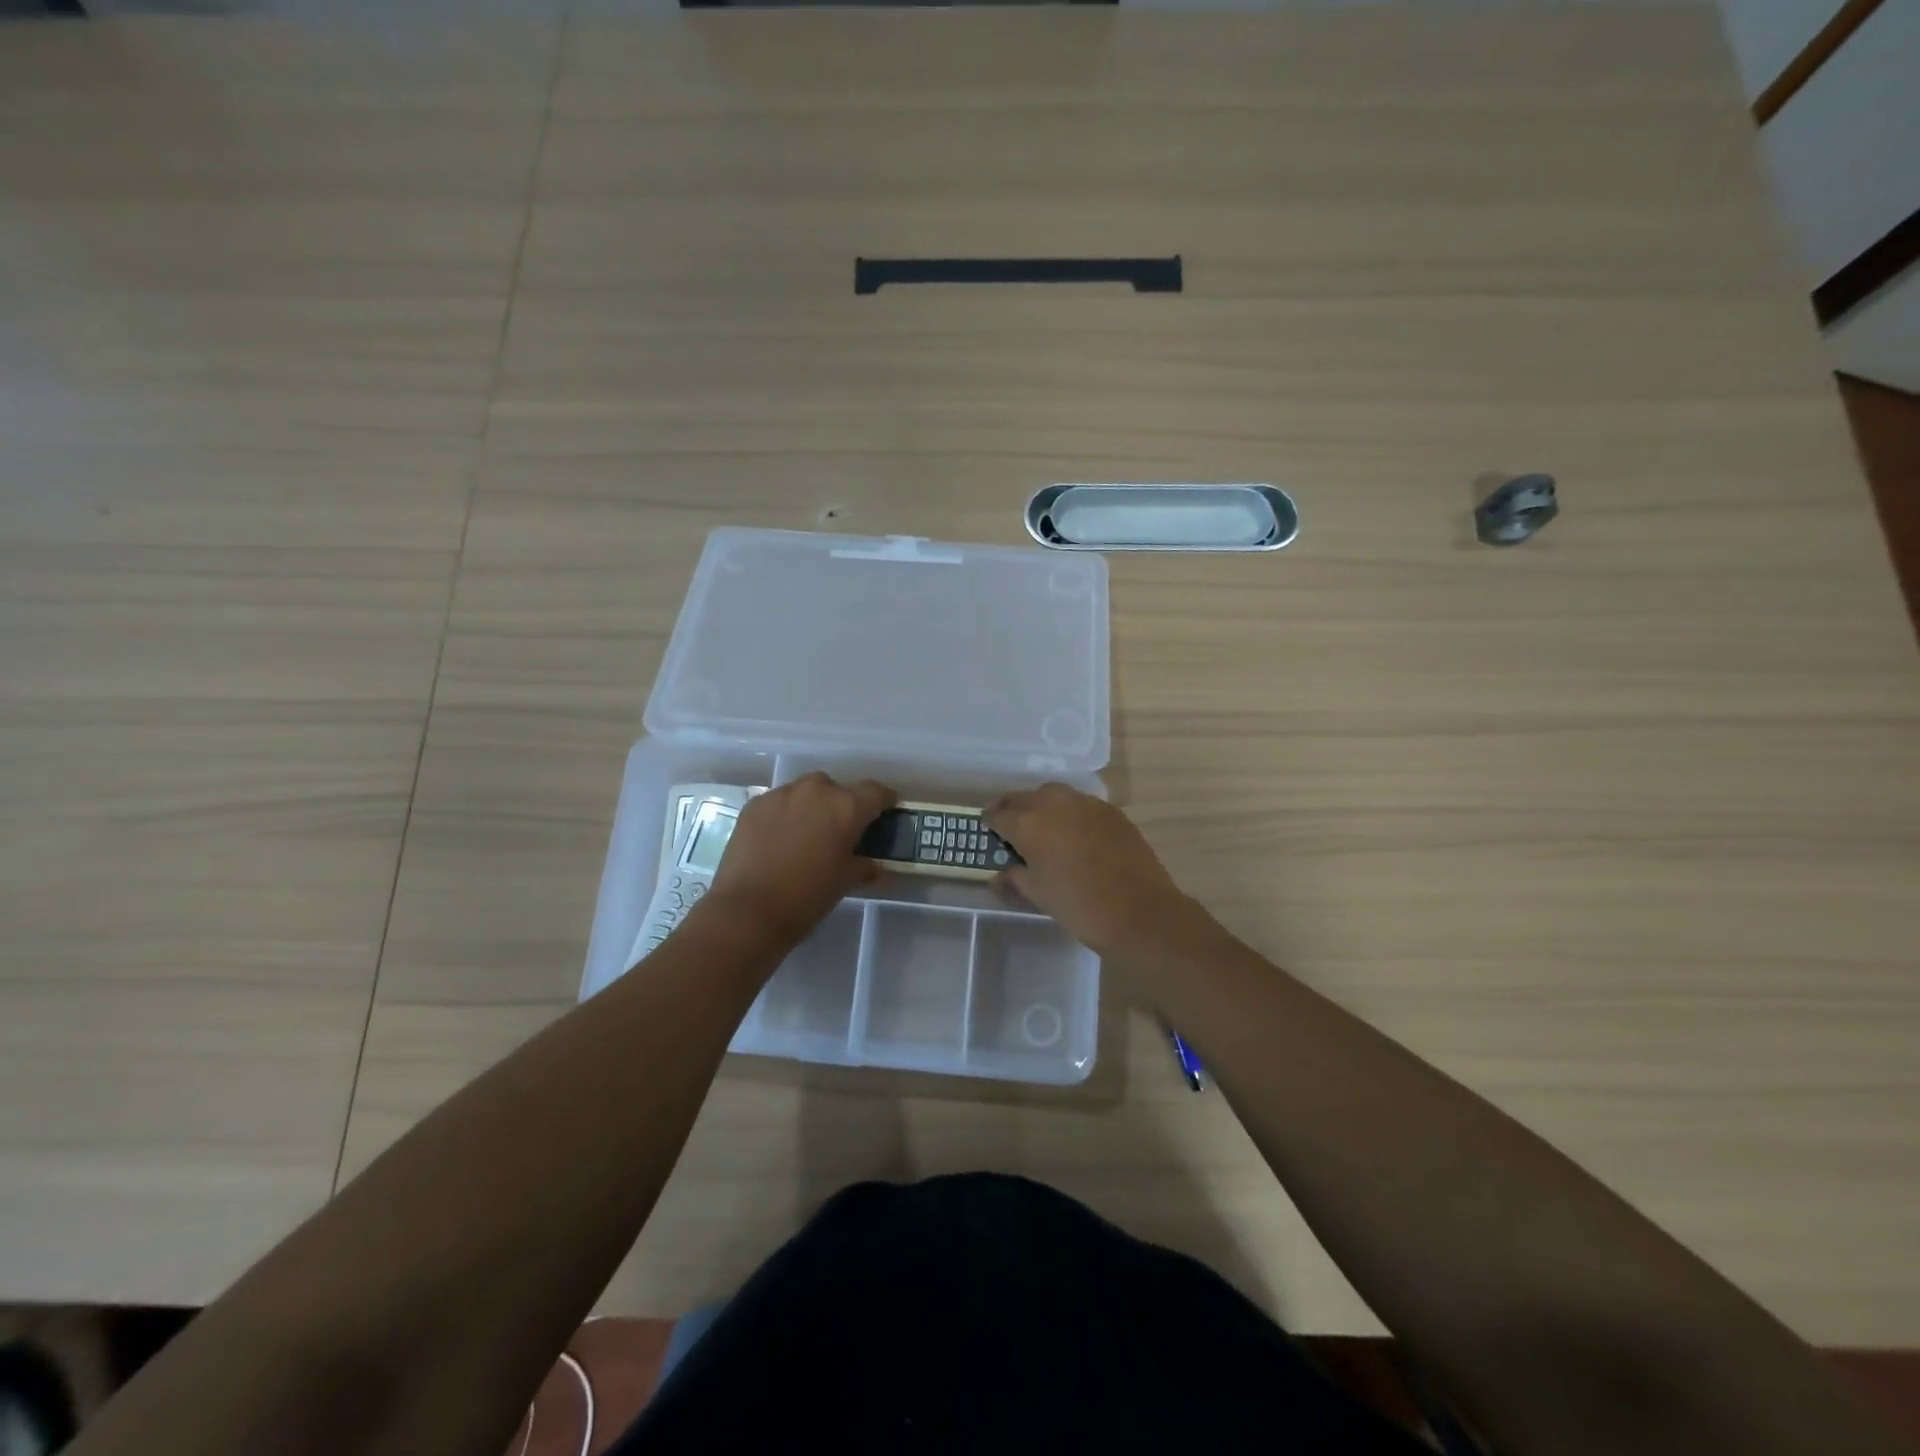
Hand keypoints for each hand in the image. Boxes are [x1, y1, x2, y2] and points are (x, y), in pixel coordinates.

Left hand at [705, 773, 896, 945]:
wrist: (748, 911)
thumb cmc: (808, 896)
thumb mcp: (846, 881)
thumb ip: (866, 865)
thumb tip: (876, 865)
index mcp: (847, 806)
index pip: (877, 792)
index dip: (885, 802)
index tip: (886, 813)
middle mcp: (816, 790)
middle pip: (839, 789)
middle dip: (843, 806)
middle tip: (841, 831)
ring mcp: (781, 794)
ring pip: (806, 792)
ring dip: (813, 807)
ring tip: (808, 834)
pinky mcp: (754, 804)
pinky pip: (779, 802)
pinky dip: (785, 815)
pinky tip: (779, 839)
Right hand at [985, 784, 1199, 956]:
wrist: (1139, 912)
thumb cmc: (1079, 906)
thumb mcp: (1038, 895)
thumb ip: (1015, 879)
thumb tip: (999, 875)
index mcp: (1029, 824)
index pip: (999, 814)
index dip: (990, 821)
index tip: (987, 829)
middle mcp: (1054, 804)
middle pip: (1025, 797)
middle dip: (1014, 808)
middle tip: (1010, 824)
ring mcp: (1086, 804)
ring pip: (1054, 794)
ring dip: (1042, 805)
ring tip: (1041, 825)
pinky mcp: (1111, 811)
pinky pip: (1080, 804)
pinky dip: (1069, 812)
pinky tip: (1073, 832)